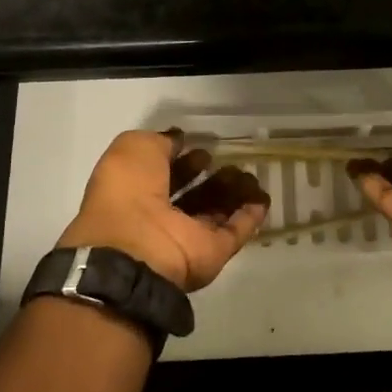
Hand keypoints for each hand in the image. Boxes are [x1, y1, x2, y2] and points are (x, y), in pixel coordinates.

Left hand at [58, 130, 269, 292]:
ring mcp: (187, 236)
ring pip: (216, 211)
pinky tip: (263, 199)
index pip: (165, 172)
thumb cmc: (128, 190)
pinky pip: (235, 232)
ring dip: (234, 193)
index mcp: (136, 191)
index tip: (204, 147)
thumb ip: (159, 141)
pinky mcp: (212, 253)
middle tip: (232, 160)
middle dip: (213, 176)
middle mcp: (161, 215)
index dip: (184, 158)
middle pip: (194, 193)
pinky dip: (250, 217)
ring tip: (251, 175)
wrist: (134, 249)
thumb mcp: (134, 148)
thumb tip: (179, 139)